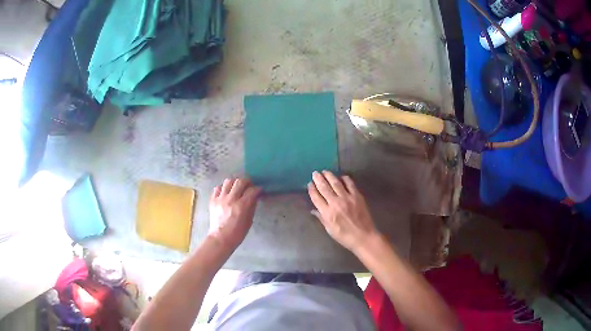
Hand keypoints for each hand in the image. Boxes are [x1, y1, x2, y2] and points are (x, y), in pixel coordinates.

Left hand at [209, 178, 261, 248]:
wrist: (220, 239)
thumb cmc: (237, 233)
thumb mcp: (249, 221)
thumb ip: (252, 206)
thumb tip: (254, 196)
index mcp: (241, 206)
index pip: (252, 190)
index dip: (257, 189)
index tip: (259, 190)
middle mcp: (230, 199)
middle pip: (240, 182)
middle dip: (247, 182)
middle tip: (249, 186)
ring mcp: (220, 199)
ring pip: (228, 181)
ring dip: (235, 183)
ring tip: (237, 188)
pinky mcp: (212, 200)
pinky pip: (217, 188)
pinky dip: (223, 188)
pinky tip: (226, 193)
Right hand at [308, 171, 378, 252]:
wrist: (363, 236)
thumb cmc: (345, 236)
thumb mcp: (330, 230)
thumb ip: (321, 218)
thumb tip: (313, 210)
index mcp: (327, 213)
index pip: (316, 197)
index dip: (312, 189)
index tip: (310, 184)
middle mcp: (335, 203)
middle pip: (324, 187)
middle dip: (318, 179)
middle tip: (315, 173)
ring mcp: (347, 198)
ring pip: (335, 183)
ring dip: (329, 176)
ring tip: (325, 171)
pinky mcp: (357, 196)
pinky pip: (350, 184)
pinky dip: (344, 178)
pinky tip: (341, 176)